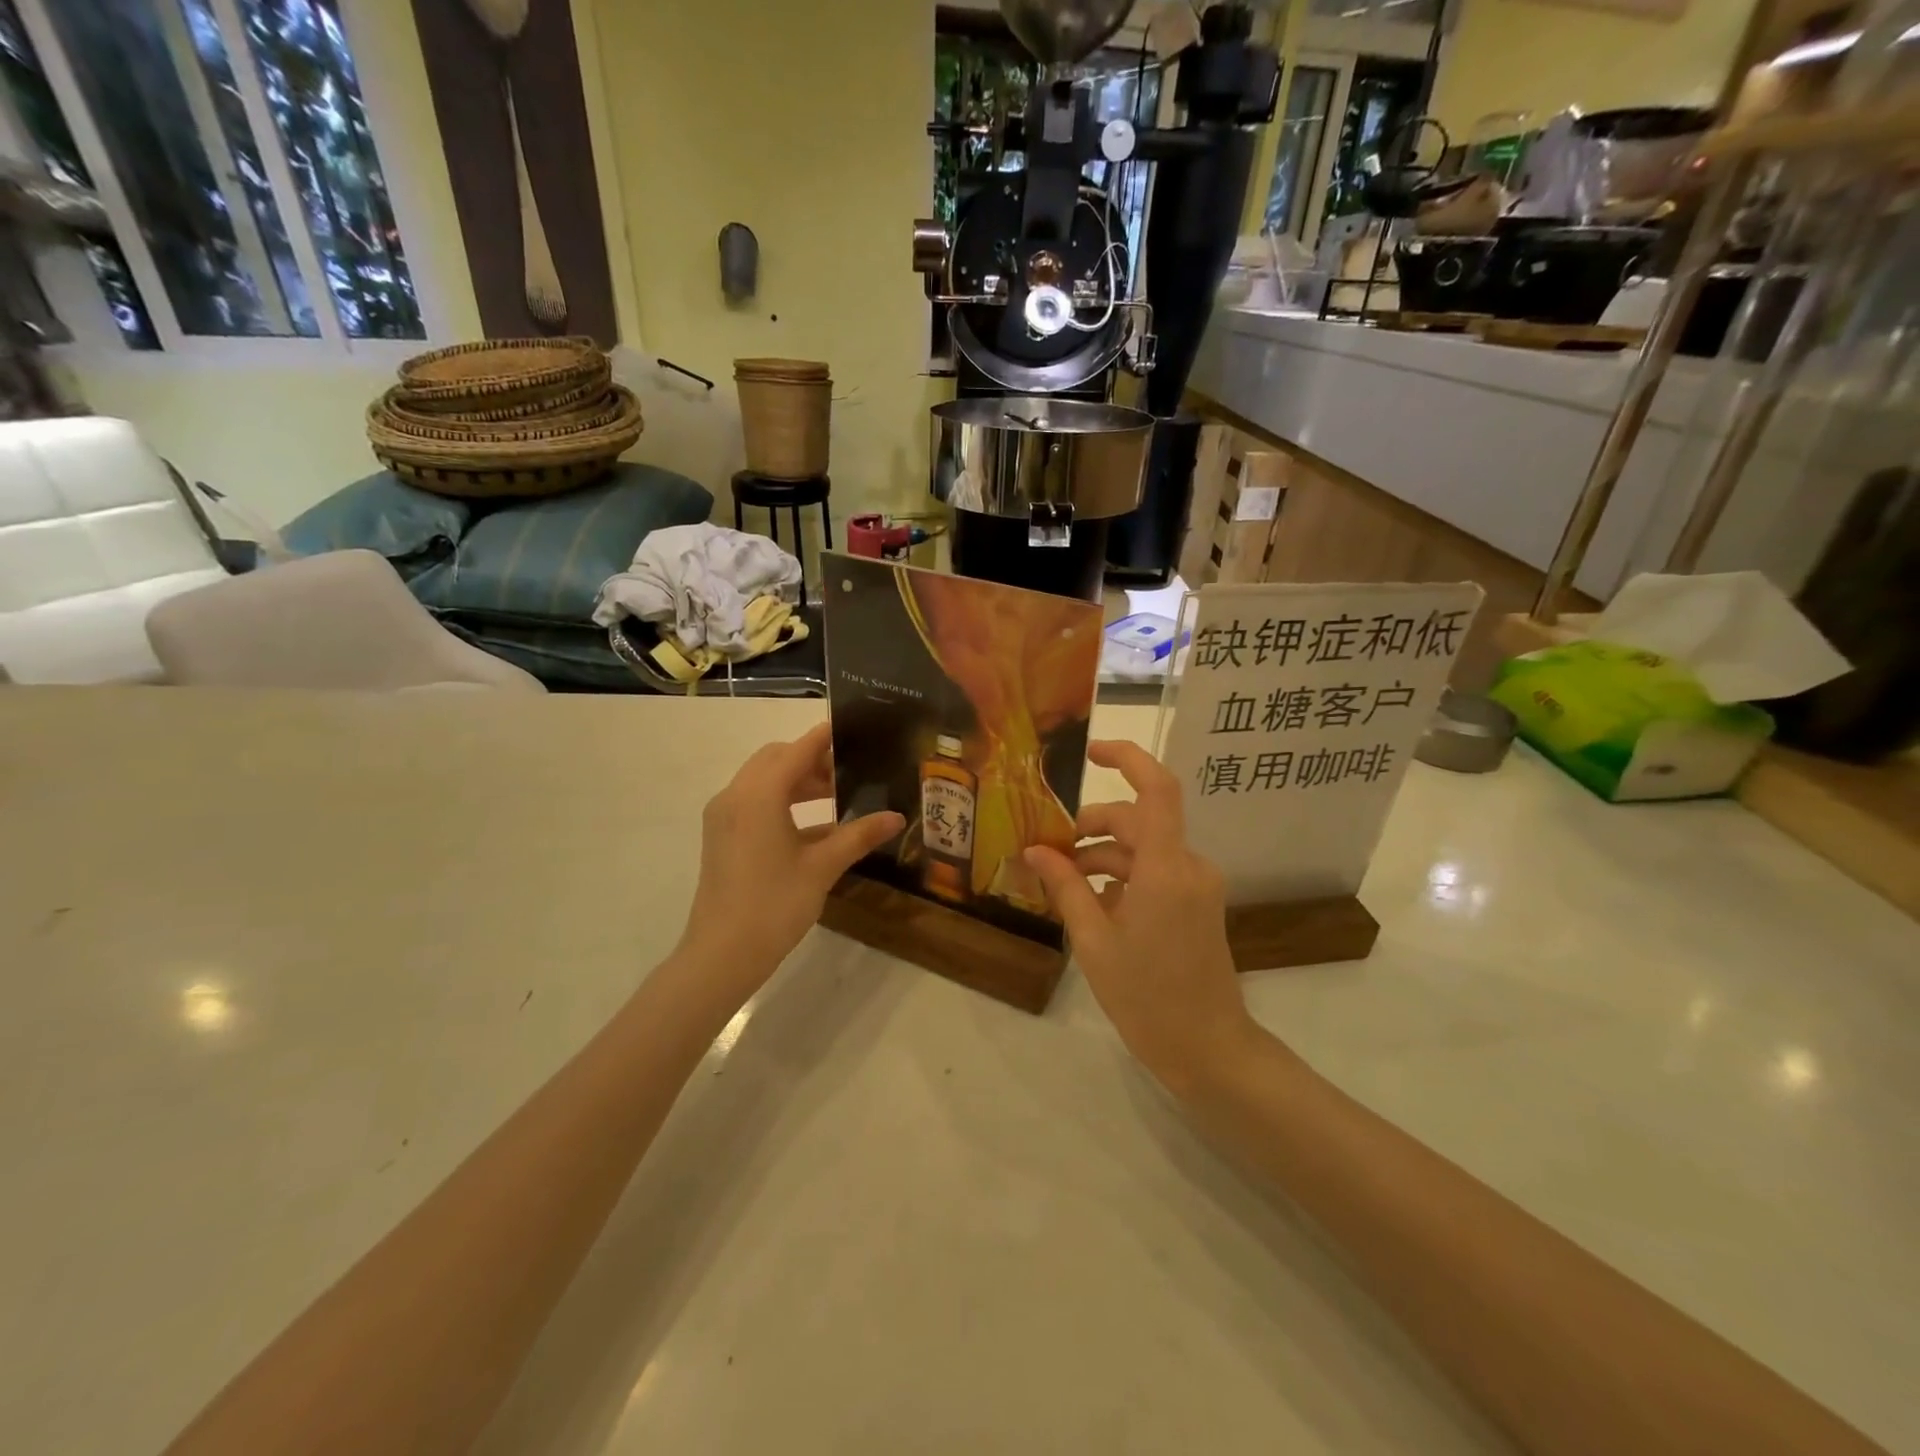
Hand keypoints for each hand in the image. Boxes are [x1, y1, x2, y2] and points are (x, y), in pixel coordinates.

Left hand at [677, 723, 903, 1001]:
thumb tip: (897, 817)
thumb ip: (859, 835)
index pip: (798, 750)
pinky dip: (783, 802)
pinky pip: (754, 802)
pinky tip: (815, 825)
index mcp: (759, 795)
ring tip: (837, 796)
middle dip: (812, 760)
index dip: (825, 737)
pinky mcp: (721, 836)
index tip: (853, 728)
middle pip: (776, 760)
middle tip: (849, 771)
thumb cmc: (774, 905)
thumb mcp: (822, 867)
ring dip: (797, 782)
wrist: (722, 954)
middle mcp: (736, 795)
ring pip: (764, 781)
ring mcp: (724, 816)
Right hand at [1025, 741, 1256, 1088]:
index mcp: (1166, 869)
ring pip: (1143, 848)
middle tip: (1048, 852)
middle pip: (1137, 821)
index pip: (1157, 789)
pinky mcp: (1197, 902)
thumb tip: (1035, 851)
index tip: (1089, 755)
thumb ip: (1066, 888)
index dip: (1127, 758)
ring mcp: (1197, 884)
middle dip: (1090, 828)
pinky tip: (1091, 901)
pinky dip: (1122, 876)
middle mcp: (1188, 865)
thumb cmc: (1147, 997)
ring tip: (1060, 882)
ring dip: (1102, 856)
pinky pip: (1155, 871)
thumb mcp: (1094, 941)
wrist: (1209, 1049)